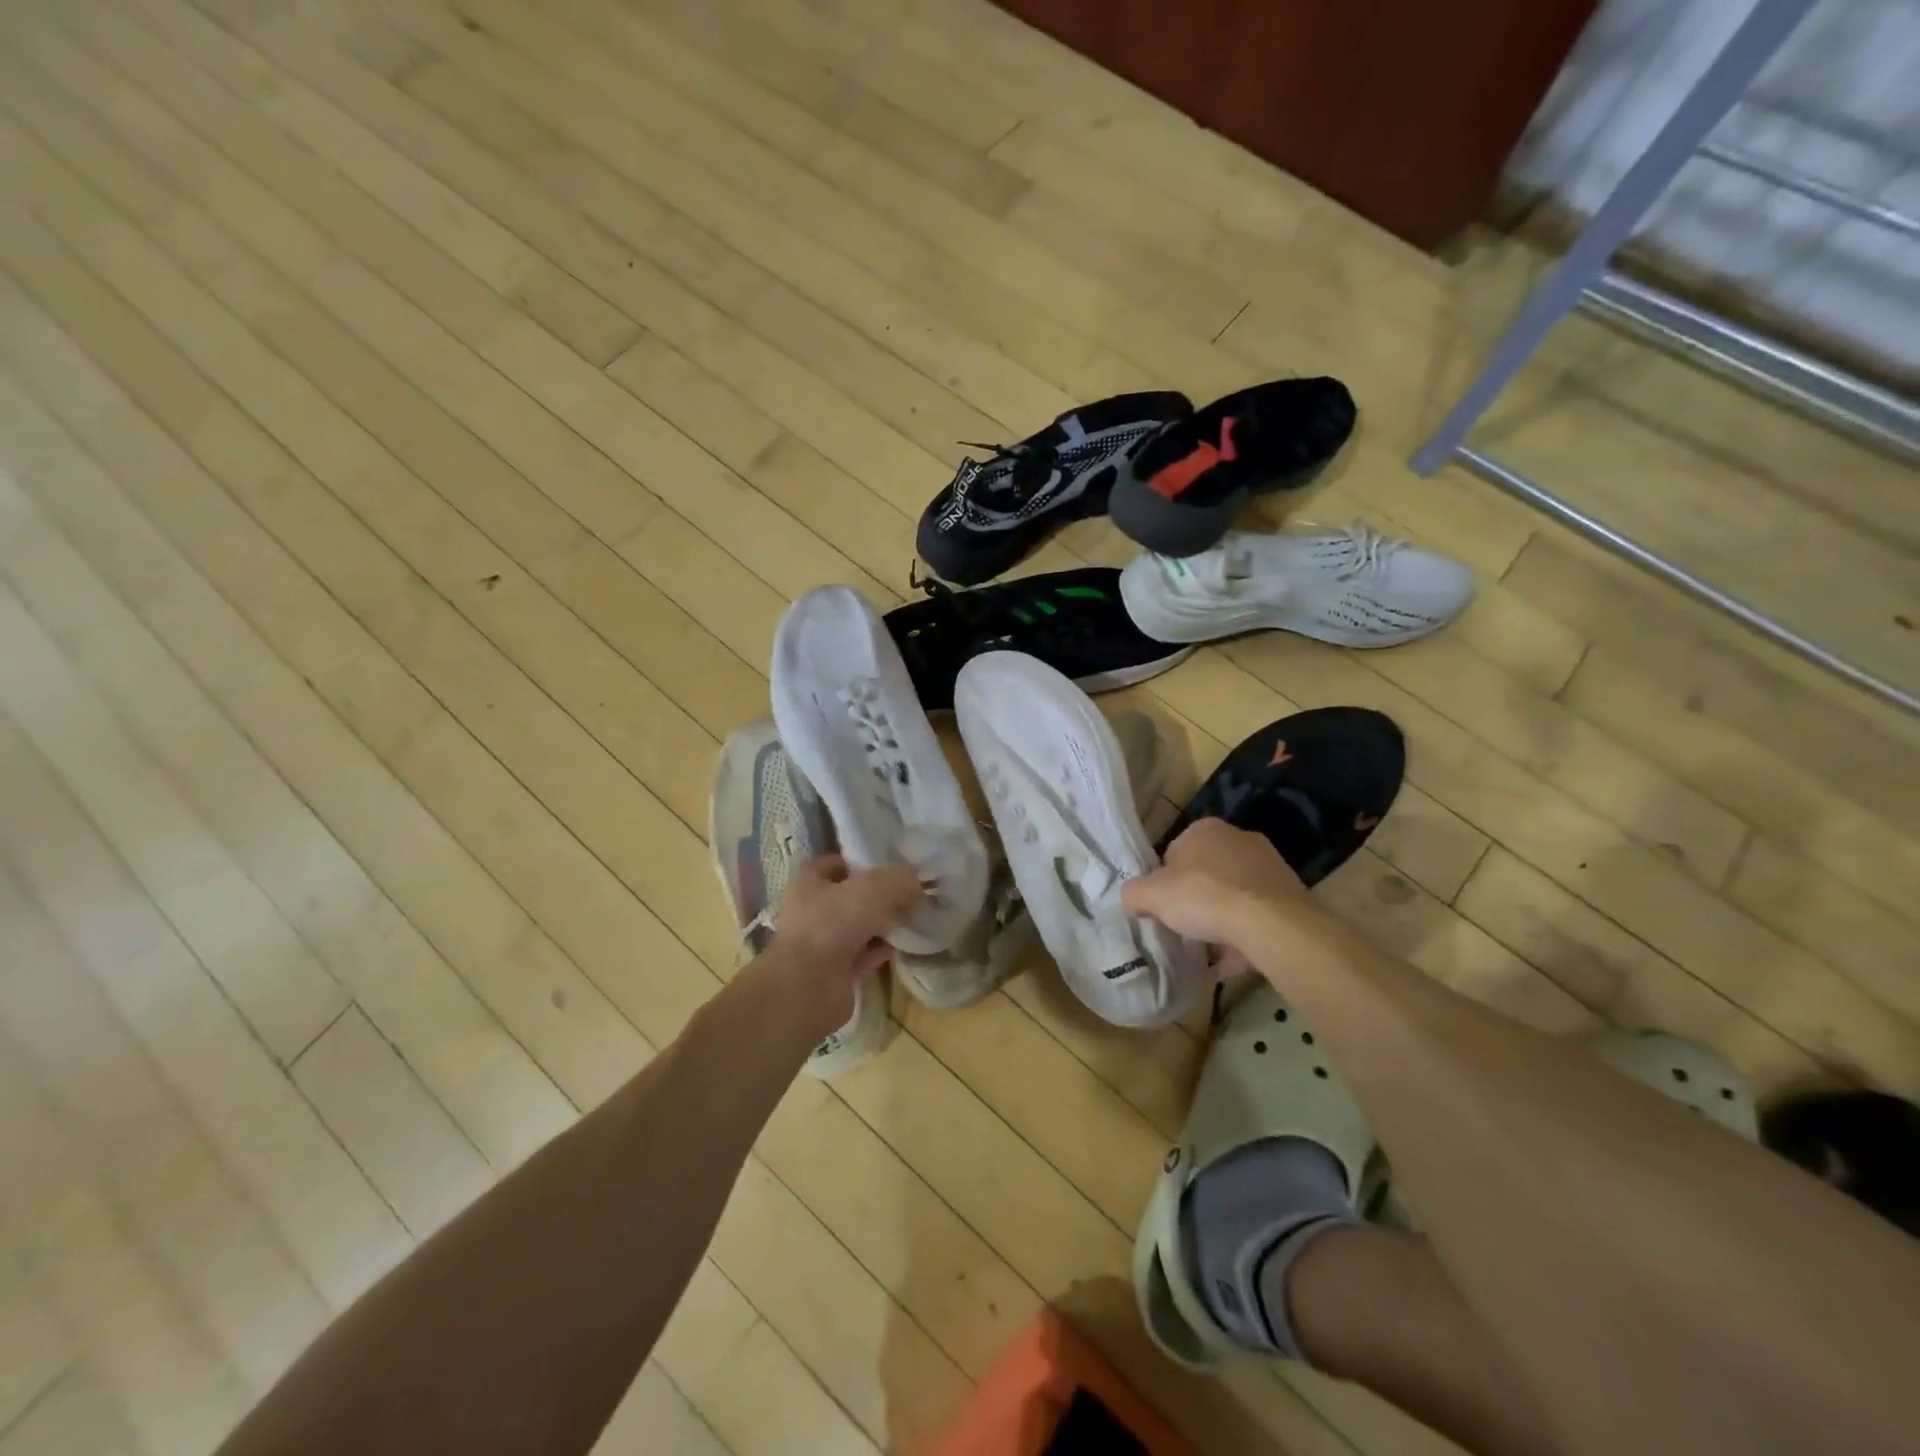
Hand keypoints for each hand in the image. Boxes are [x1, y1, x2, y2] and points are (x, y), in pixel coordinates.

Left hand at [769, 856, 921, 1027]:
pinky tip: (902, 947)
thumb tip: (916, 879)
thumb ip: (898, 879)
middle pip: (848, 897)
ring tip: (910, 918)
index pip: (832, 864)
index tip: (887, 866)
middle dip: (877, 896)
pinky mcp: (834, 973)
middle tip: (908, 893)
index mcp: (808, 883)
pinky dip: (880, 951)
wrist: (810, 987)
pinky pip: (863, 956)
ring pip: (857, 927)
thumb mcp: (873, 889)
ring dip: (881, 925)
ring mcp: (821, 944)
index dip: (858, 862)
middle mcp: (810, 911)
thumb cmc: (833, 924)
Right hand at [1123, 819, 1310, 949]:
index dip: (1164, 882)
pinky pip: (1256, 917)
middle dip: (1195, 899)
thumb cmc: (1204, 897)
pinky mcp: (1289, 895)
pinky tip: (1232, 960)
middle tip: (1184, 926)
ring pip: (1233, 895)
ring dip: (1221, 918)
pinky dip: (1244, 935)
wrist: (1272, 924)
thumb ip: (1134, 893)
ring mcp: (1269, 866)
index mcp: (1204, 829)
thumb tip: (1133, 899)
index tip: (1163, 907)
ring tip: (1209, 948)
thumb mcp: (1151, 895)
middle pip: (1205, 873)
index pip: (1174, 853)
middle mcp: (1239, 838)